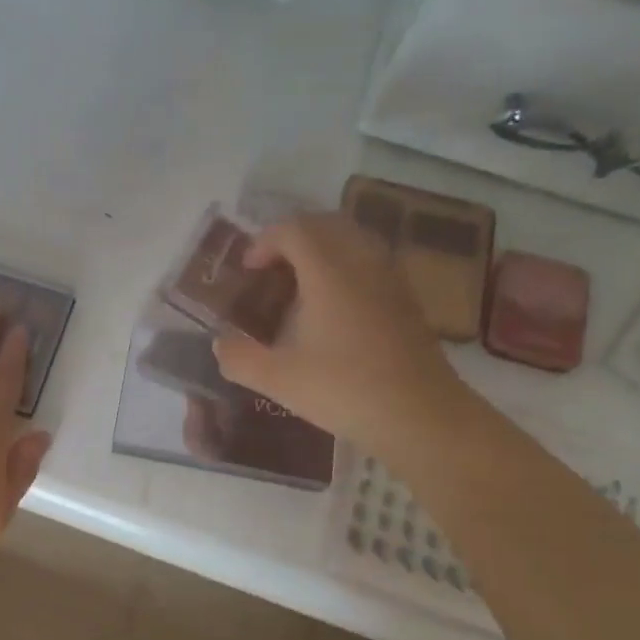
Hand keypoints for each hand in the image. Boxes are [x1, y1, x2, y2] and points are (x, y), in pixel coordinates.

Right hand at [213, 213, 467, 464]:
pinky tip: (335, 307)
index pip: (294, 230)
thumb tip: (220, 344)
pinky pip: (372, 263)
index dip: (264, 241)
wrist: (419, 415)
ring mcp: (390, 280)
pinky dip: (347, 268)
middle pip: (327, 224)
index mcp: (328, 272)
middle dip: (293, 237)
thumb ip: (239, 358)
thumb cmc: (343, 390)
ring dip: (323, 250)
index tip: (247, 269)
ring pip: (354, 241)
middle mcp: (362, 264)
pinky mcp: (407, 301)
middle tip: (271, 267)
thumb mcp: (278, 379)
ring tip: (301, 283)